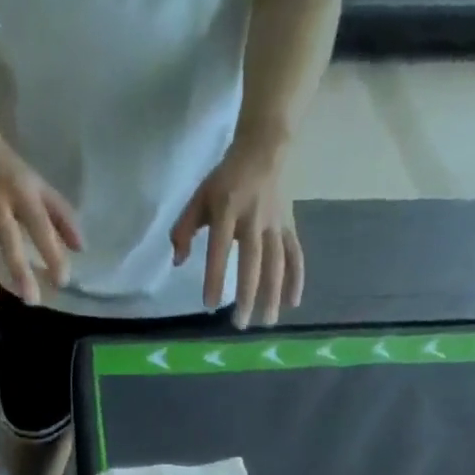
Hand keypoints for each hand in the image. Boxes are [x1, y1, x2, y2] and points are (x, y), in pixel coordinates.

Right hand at [0, 128, 81, 306]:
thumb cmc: (10, 168)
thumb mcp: (38, 184)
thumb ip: (61, 215)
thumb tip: (80, 248)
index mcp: (22, 193)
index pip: (39, 225)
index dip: (51, 252)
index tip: (62, 281)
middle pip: (9, 240)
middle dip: (19, 270)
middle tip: (31, 299)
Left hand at [170, 139, 302, 327]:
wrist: (263, 149)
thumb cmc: (225, 180)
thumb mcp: (199, 197)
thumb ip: (184, 229)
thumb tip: (177, 261)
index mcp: (228, 210)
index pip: (220, 248)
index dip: (215, 277)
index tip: (210, 305)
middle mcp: (254, 218)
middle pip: (253, 262)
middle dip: (248, 294)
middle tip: (240, 324)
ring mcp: (275, 223)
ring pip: (277, 262)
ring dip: (273, 294)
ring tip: (267, 322)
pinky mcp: (289, 226)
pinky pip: (295, 255)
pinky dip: (296, 279)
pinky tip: (293, 303)